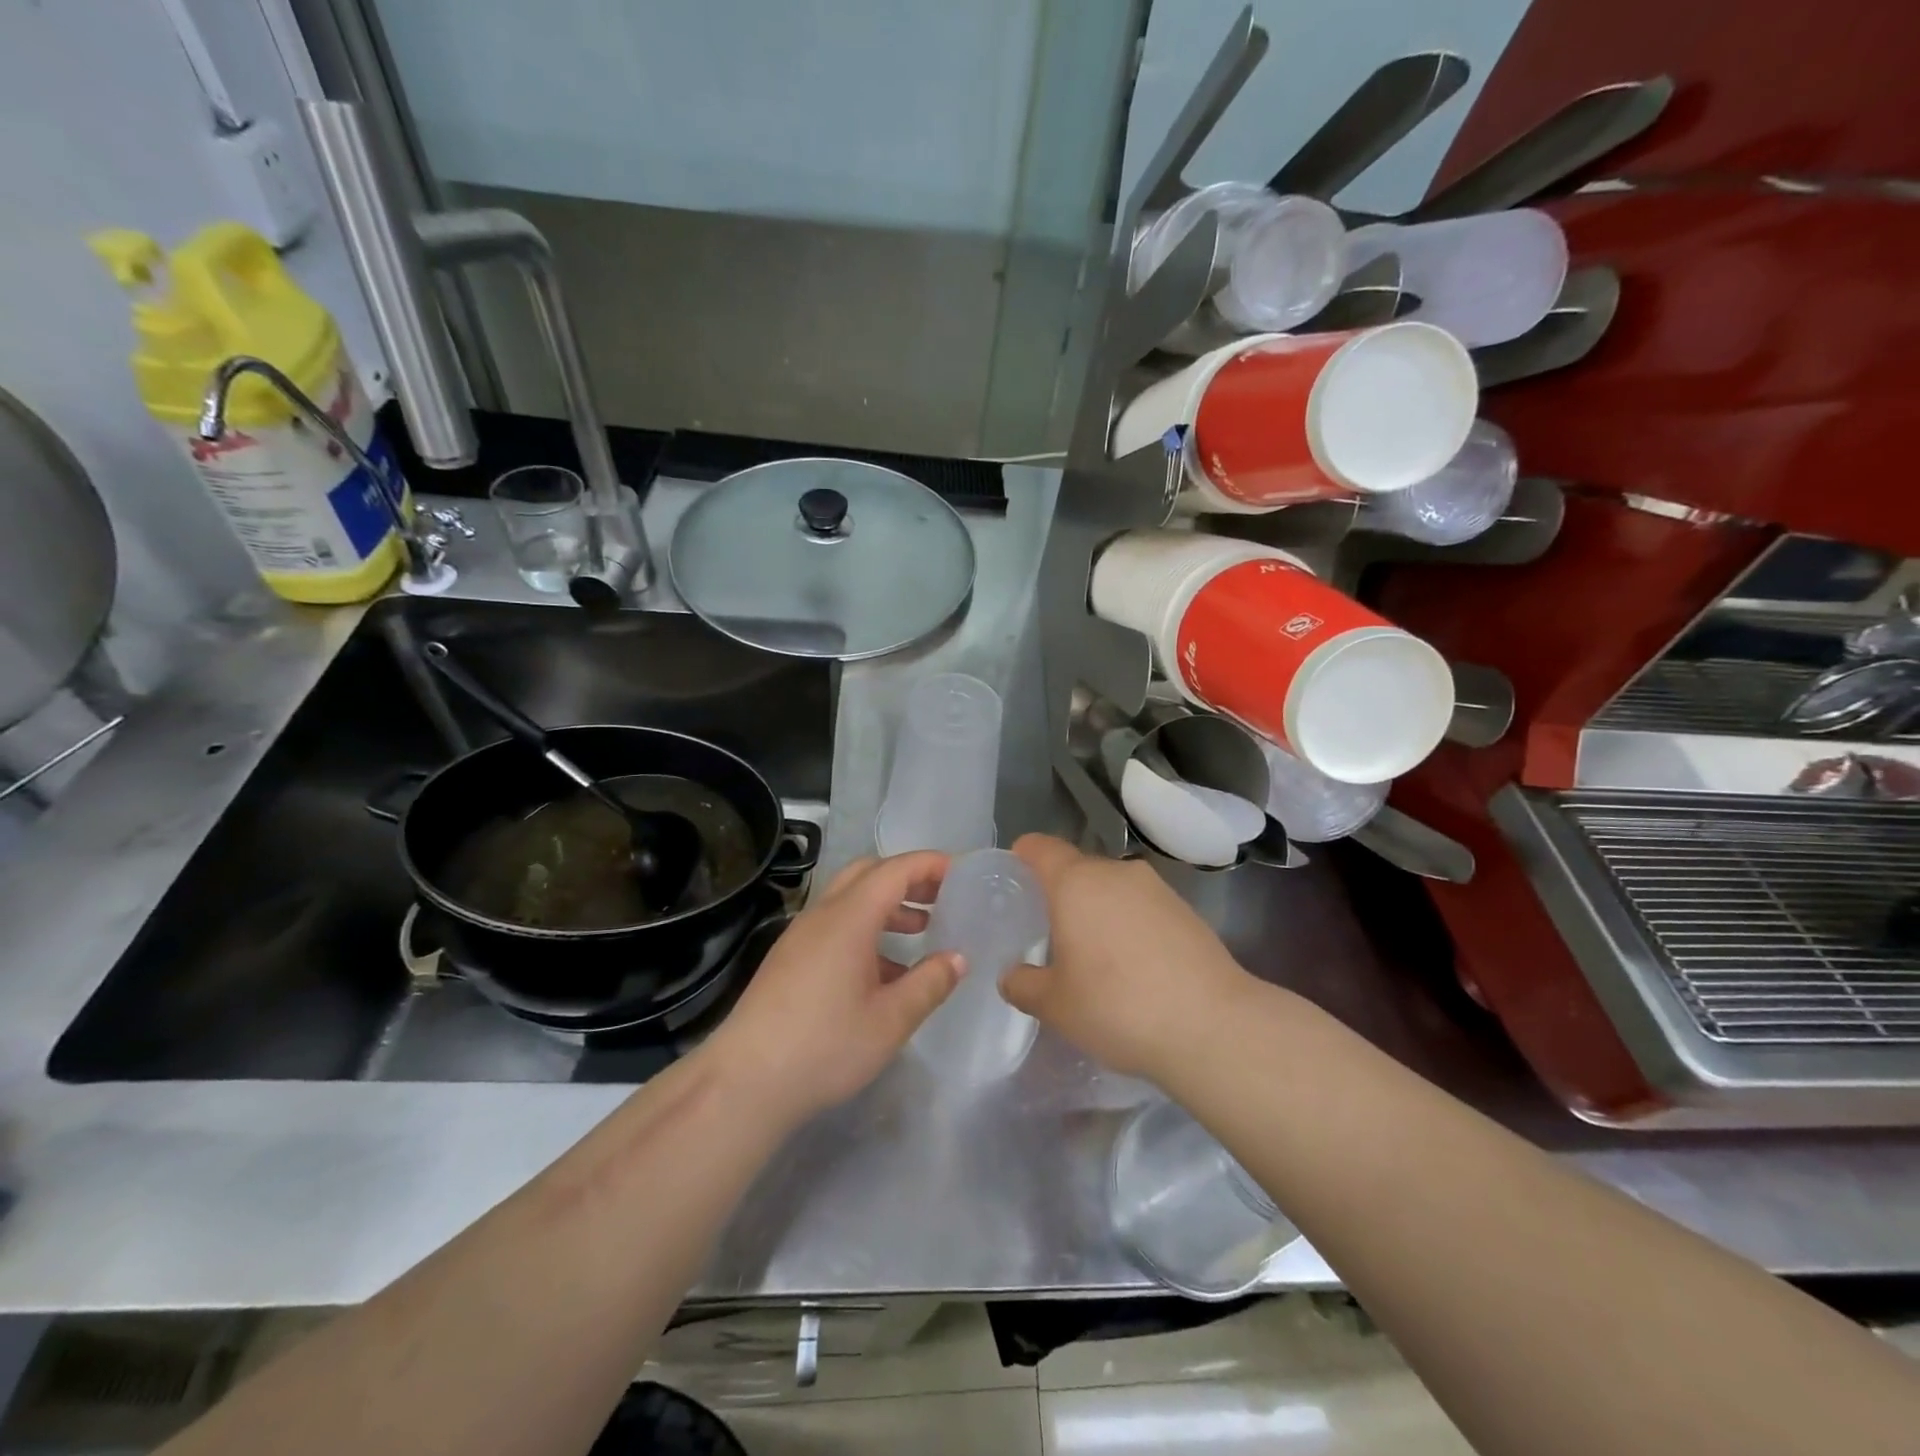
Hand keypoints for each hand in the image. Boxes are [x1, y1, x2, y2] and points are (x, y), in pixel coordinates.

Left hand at [700, 851, 963, 1123]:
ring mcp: (800, 936)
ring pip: (850, 900)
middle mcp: (822, 915)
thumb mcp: (891, 1020)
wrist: (745, 1082)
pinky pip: (834, 926)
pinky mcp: (789, 959)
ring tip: (921, 933)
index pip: (895, 870)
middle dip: (908, 879)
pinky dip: (865, 930)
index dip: (930, 865)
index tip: (962, 874)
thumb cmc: (825, 1046)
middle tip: (942, 899)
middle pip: (868, 873)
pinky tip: (883, 972)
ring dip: (887, 906)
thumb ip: (929, 983)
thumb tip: (957, 958)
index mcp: (849, 917)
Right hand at [999, 833, 1252, 1081]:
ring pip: (1114, 887)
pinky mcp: (1187, 911)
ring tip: (1091, 950)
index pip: (1042, 848)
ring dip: (1098, 908)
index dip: (1024, 854)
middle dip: (1061, 890)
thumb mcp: (1056, 1006)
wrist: (1213, 1026)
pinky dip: (1129, 923)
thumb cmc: (1118, 1006)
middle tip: (1047, 926)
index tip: (1013, 871)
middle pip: (1079, 868)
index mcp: (1077, 883)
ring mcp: (1157, 889)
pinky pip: (1142, 907)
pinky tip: (1132, 963)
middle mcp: (1117, 873)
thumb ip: (1024, 985)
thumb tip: (1012, 976)